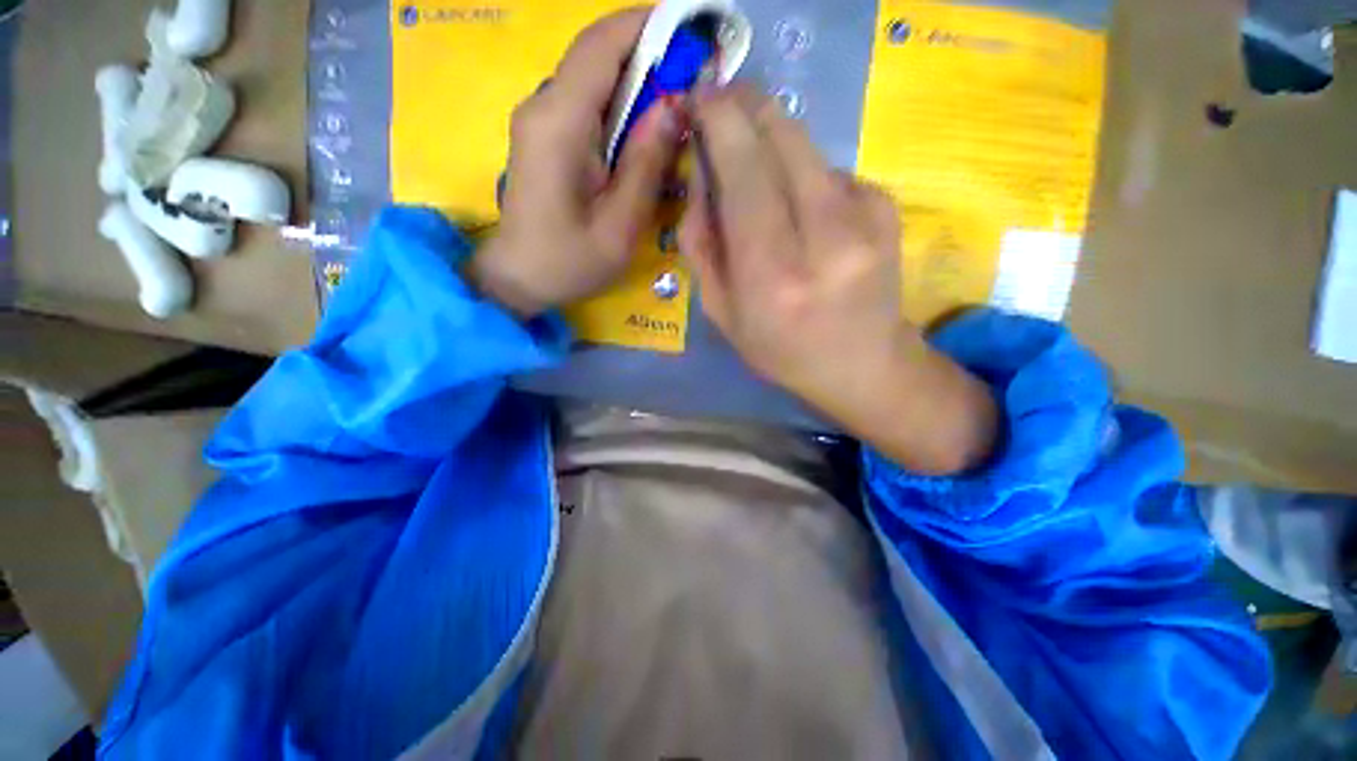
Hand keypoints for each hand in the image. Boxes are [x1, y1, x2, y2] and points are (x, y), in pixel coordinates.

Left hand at [467, 8, 683, 318]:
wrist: (519, 278)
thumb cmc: (569, 262)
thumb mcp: (619, 224)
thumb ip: (645, 163)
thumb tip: (673, 105)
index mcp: (560, 123)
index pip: (602, 45)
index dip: (648, 27)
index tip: (692, 32)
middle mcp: (543, 106)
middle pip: (598, 55)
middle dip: (650, 56)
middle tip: (695, 78)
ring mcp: (540, 118)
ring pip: (594, 78)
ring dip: (637, 82)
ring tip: (678, 105)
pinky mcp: (544, 135)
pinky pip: (586, 103)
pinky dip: (619, 105)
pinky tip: (644, 130)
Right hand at [681, 87, 996, 474]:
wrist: (862, 365)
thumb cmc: (780, 349)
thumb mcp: (721, 312)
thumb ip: (703, 242)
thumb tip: (703, 173)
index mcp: (772, 275)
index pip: (742, 171)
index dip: (719, 119)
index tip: (700, 95)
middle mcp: (823, 237)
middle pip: (782, 136)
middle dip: (746, 108)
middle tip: (722, 107)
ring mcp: (865, 217)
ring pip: (805, 147)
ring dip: (773, 145)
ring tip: (760, 177)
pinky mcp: (886, 208)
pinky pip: (829, 171)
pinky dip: (805, 177)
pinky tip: (806, 215)